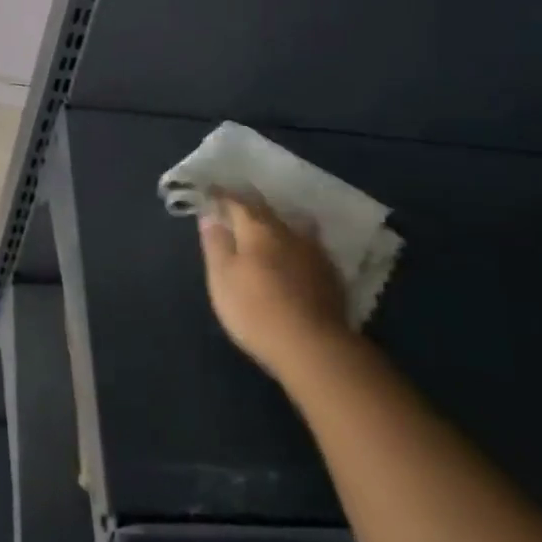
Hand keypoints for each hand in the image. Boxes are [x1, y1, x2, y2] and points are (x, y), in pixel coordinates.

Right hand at [199, 195, 352, 389]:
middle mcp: (288, 231)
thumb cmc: (256, 310)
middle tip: (236, 209)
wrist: (314, 348)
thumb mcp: (222, 278)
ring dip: (277, 225)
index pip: (237, 202)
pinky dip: (296, 247)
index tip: (211, 194)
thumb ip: (216, 244)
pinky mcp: (331, 275)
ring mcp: (314, 252)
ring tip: (267, 229)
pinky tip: (294, 257)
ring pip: (292, 227)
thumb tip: (210, 215)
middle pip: (266, 211)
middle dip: (250, 207)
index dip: (222, 196)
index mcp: (258, 228)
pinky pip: (308, 248)